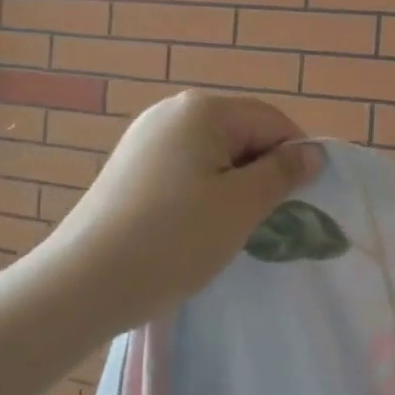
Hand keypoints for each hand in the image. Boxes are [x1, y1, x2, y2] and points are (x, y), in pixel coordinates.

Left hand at [41, 91, 323, 329]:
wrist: (81, 285)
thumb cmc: (173, 239)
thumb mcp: (241, 206)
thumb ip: (283, 173)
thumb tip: (313, 152)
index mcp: (202, 109)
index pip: (272, 121)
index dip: (294, 158)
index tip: (300, 203)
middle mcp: (171, 112)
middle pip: (241, 134)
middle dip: (262, 173)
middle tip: (266, 222)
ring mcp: (145, 139)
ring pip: (214, 155)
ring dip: (234, 187)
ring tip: (230, 231)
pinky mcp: (130, 168)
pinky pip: (185, 170)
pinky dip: (203, 194)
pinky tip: (195, 230)